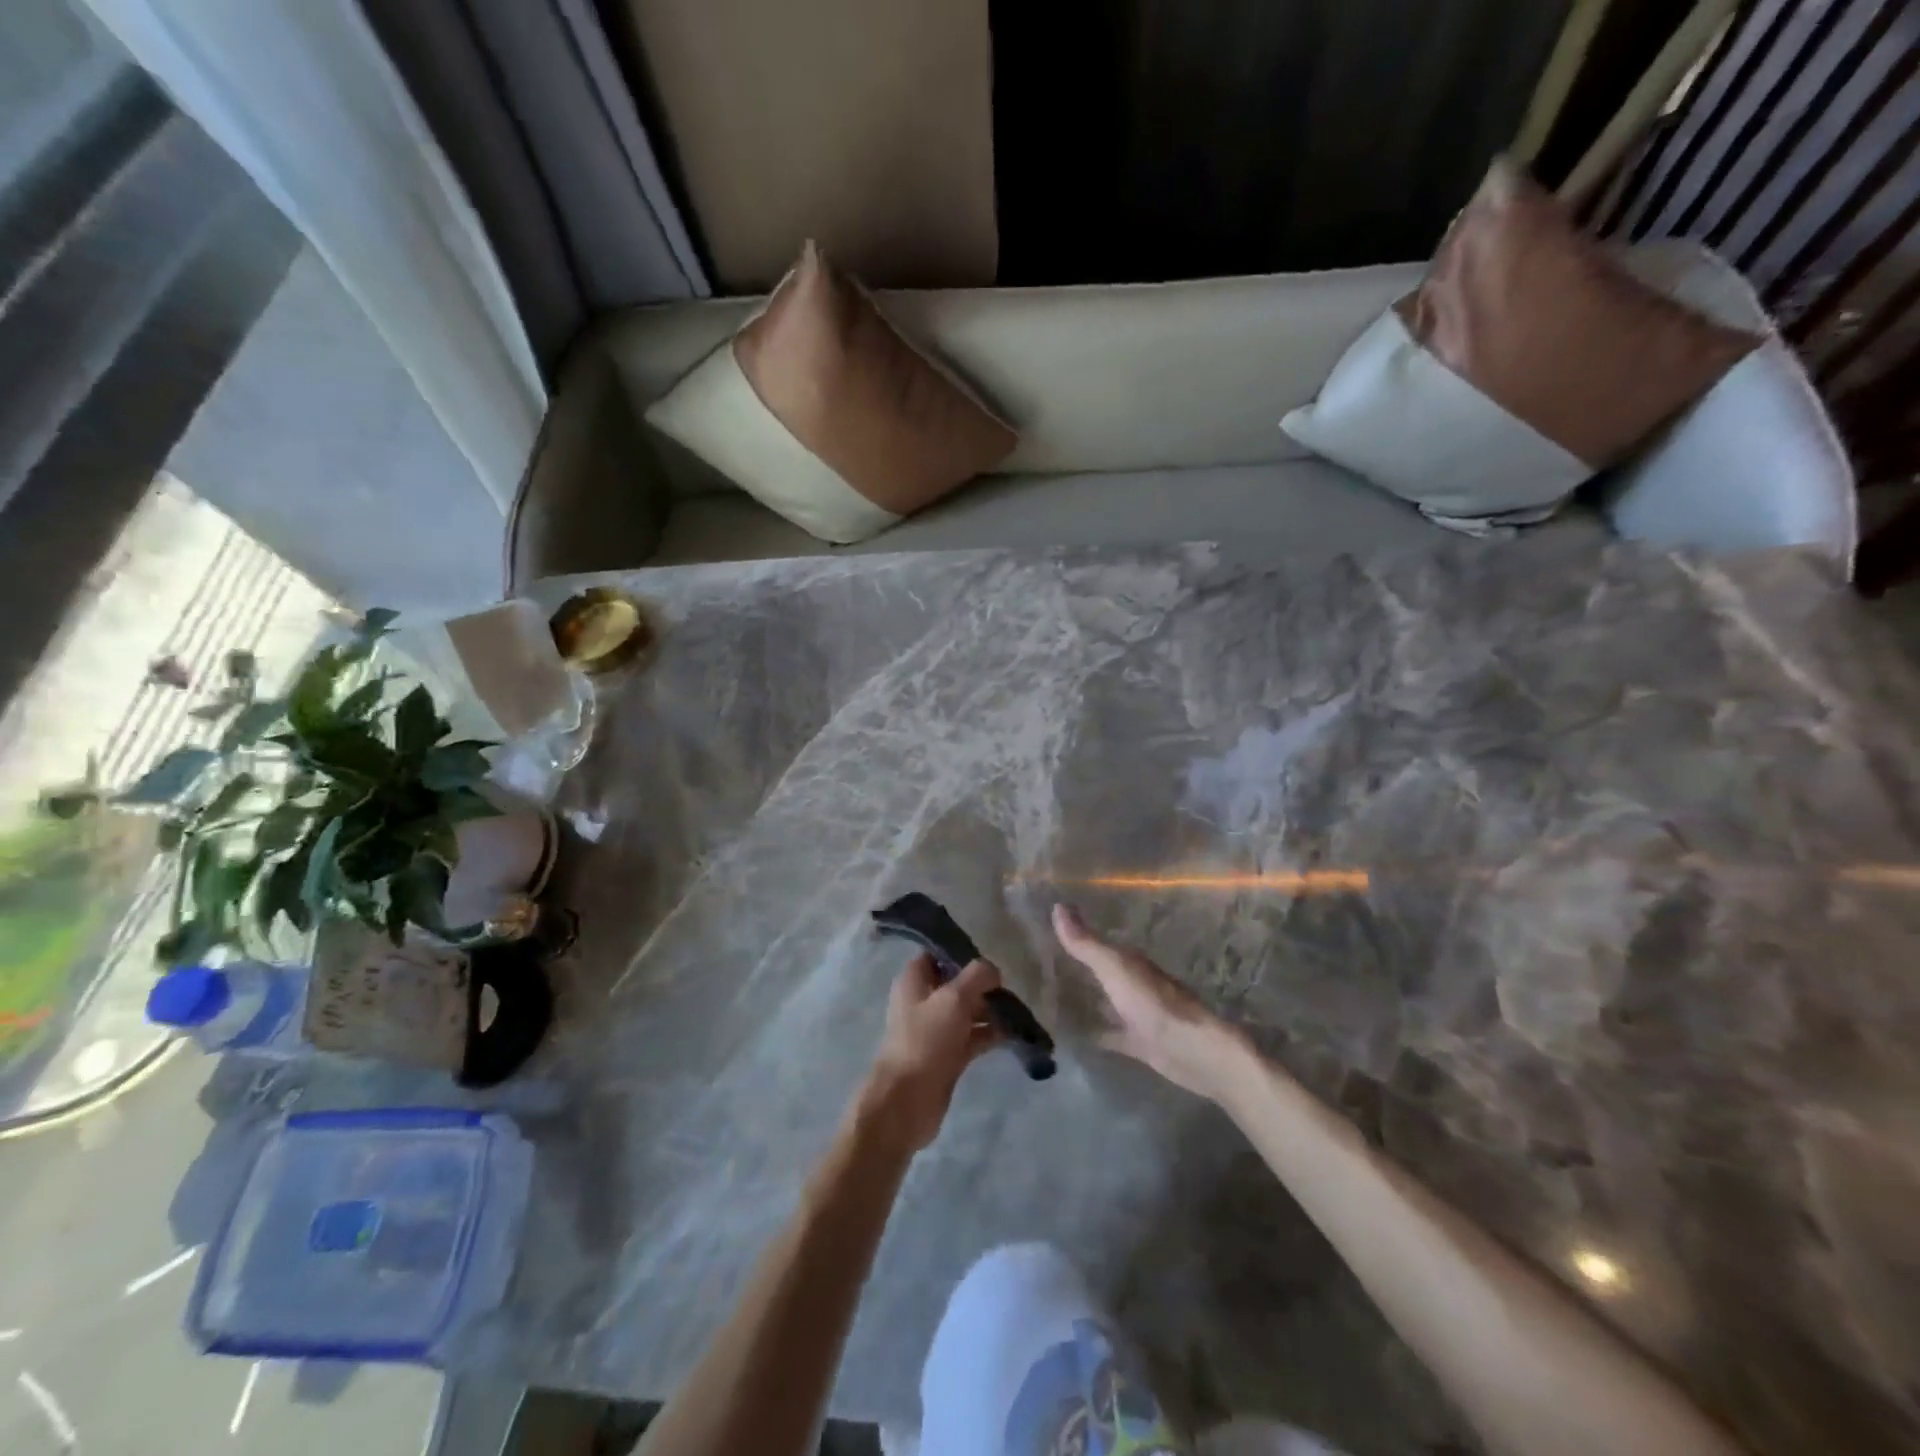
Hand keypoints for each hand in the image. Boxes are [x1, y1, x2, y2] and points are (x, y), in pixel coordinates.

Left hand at [858, 955, 1001, 1152]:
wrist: (907, 1101)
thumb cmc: (925, 1040)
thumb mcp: (954, 999)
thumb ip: (977, 976)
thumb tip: (993, 971)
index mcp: (913, 981)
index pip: (937, 955)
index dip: (961, 953)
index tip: (989, 957)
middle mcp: (922, 1001)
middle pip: (956, 984)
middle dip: (983, 984)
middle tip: (1010, 987)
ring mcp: (935, 1030)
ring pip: (967, 1011)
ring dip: (990, 1010)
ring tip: (1018, 1011)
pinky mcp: (947, 1055)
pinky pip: (973, 1037)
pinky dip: (990, 1034)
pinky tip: (1014, 1033)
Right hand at [1052, 903, 1240, 1101]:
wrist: (1192, 1050)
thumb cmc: (1152, 1002)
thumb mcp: (1114, 967)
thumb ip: (1085, 943)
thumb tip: (1056, 905)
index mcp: (1128, 961)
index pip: (1096, 943)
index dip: (1074, 937)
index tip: (1044, 933)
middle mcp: (1132, 983)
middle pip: (1100, 971)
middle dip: (1077, 968)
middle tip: (1041, 964)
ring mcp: (1137, 1013)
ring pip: (1106, 1001)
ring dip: (1086, 999)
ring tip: (1049, 999)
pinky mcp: (1139, 1042)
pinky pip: (1111, 1033)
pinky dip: (1096, 1032)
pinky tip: (1075, 1036)